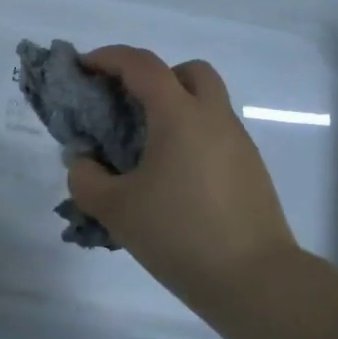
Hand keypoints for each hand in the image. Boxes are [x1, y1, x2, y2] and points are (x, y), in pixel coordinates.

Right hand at [68, 47, 299, 315]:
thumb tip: (84, 162)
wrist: (254, 280)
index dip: (108, 58)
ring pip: (206, 105)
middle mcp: (214, 118)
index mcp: (179, 116)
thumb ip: (86, 179)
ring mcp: (238, 144)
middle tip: (127, 106)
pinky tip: (171, 180)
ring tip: (143, 151)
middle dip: (154, 77)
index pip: (142, 65)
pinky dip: (189, 139)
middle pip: (188, 72)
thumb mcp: (115, 209)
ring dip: (173, 110)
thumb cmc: (179, 234)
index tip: (83, 67)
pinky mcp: (250, 171)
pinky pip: (214, 136)